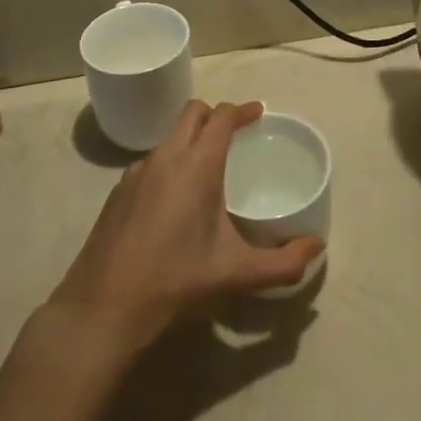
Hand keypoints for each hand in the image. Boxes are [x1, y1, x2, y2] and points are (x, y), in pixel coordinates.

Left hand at [45, 101, 323, 353]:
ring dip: (190, 139)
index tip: (258, 113)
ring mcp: (136, 173)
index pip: (221, 116)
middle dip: (215, 115)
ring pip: (168, 137)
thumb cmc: (176, 283)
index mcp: (196, 165)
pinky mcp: (117, 193)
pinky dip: (168, 164)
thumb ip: (283, 263)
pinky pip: (150, 162)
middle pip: (192, 112)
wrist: (103, 310)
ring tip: (207, 168)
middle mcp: (165, 157)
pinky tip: (173, 201)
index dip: (242, 110)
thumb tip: (317, 248)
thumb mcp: (237, 275)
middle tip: (235, 135)